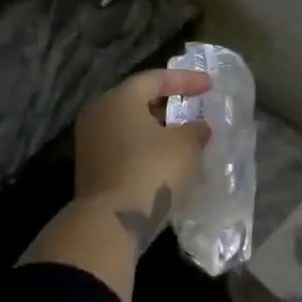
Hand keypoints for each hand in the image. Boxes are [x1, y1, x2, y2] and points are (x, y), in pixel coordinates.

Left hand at [73, 68, 211, 249]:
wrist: (111, 223)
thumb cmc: (152, 171)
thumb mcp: (187, 146)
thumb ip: (196, 130)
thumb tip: (197, 127)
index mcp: (120, 98)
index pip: (155, 78)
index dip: (186, 79)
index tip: (210, 85)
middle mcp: (99, 113)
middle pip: (137, 100)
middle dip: (167, 103)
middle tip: (192, 105)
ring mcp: (90, 142)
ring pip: (129, 125)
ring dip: (156, 128)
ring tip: (183, 134)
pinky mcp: (91, 168)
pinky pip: (124, 147)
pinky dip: (145, 147)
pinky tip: (166, 158)